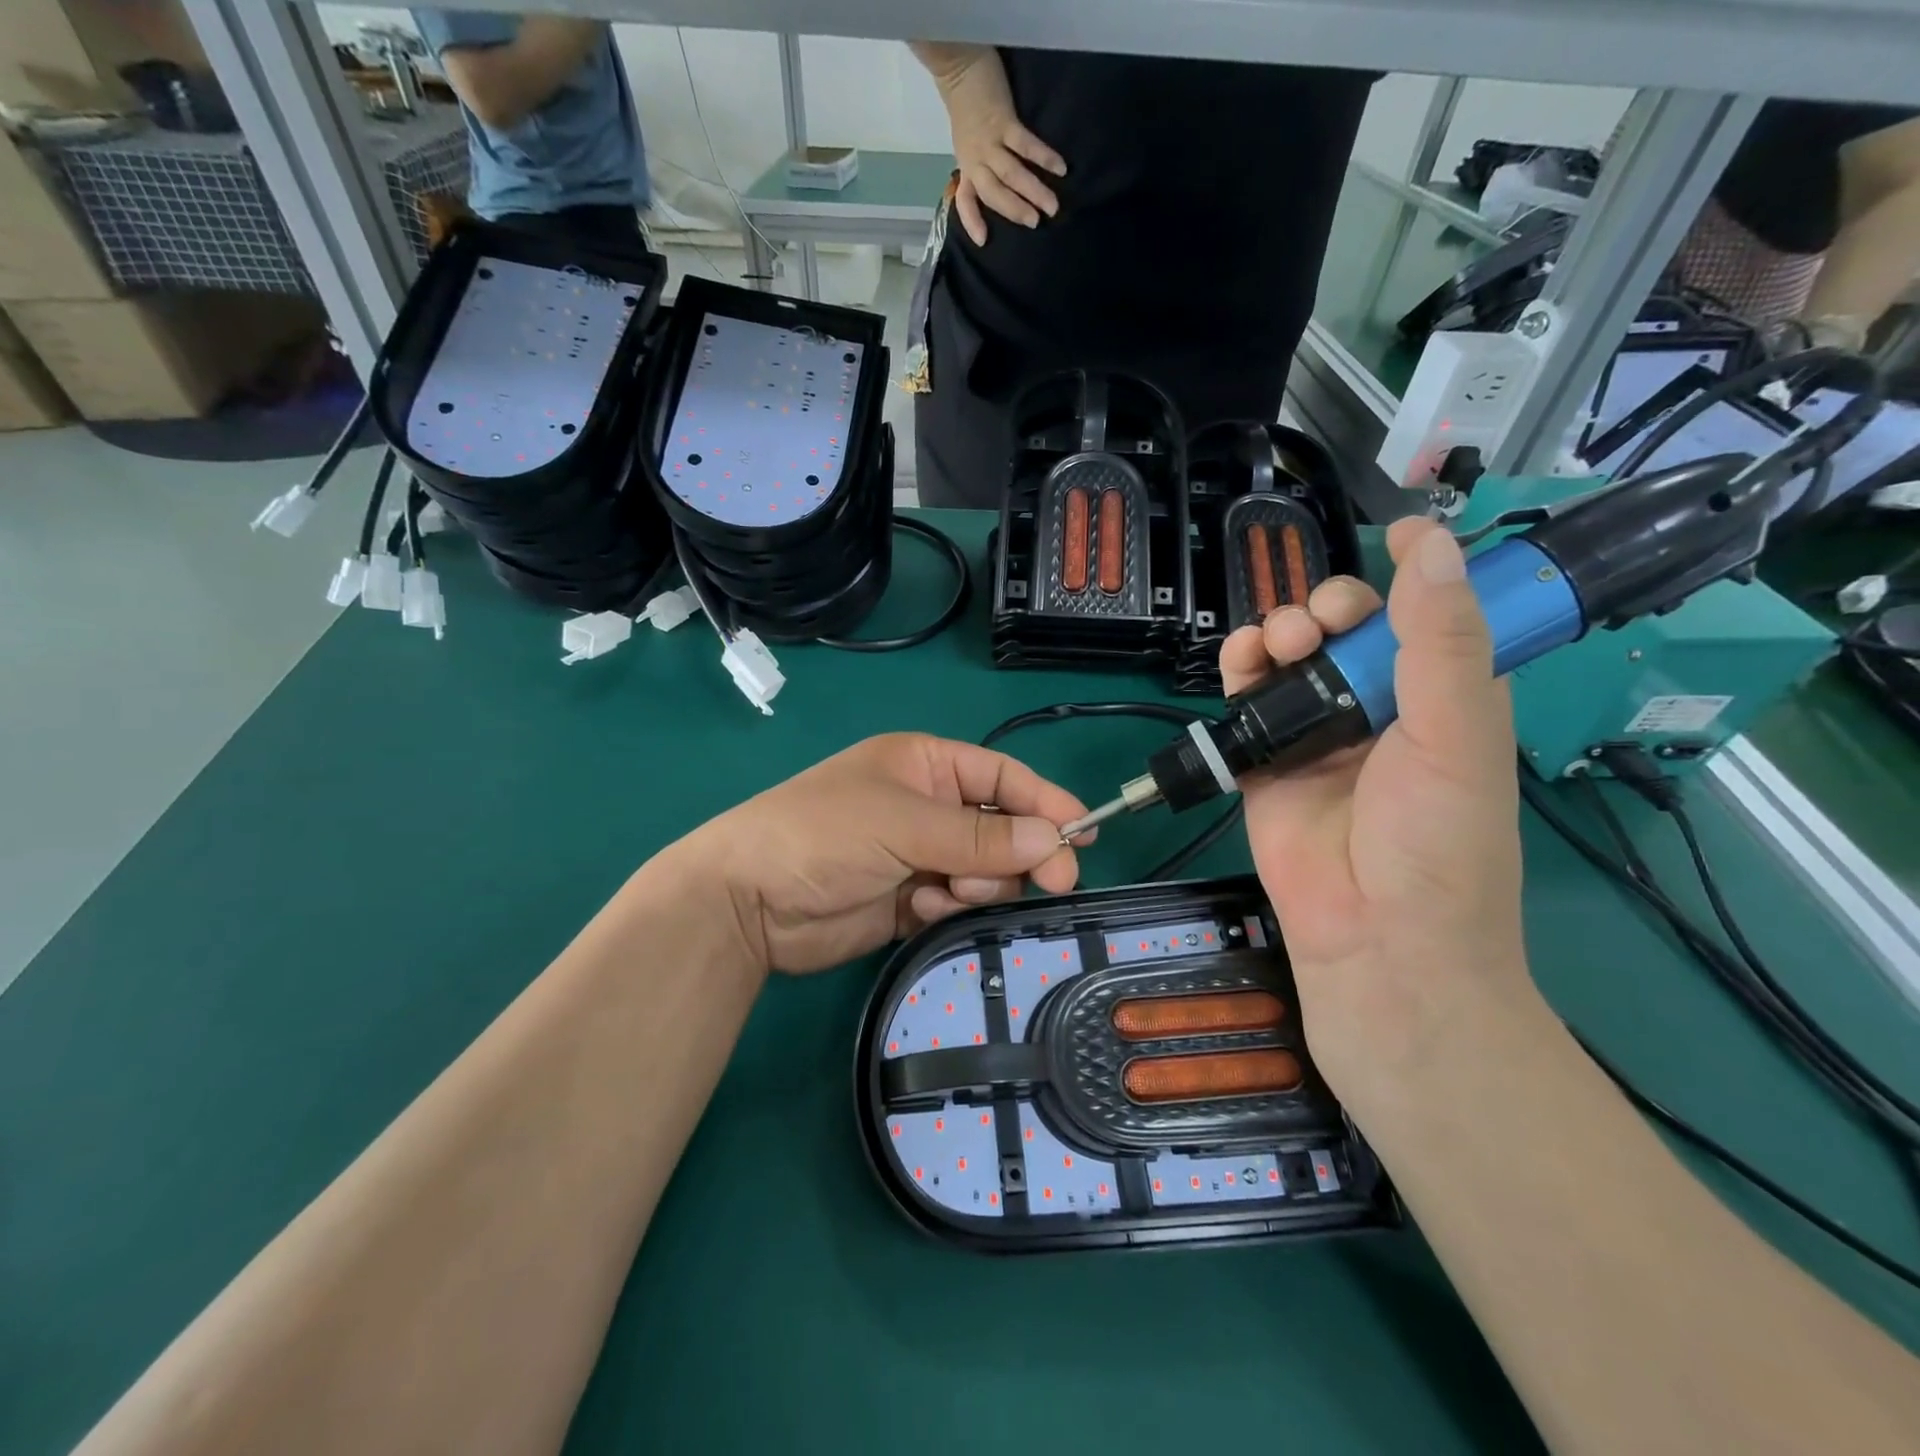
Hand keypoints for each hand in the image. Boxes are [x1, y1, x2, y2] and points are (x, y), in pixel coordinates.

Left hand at [681, 733, 1087, 974]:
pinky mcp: (911, 900)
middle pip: (1002, 827)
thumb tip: (1054, 840)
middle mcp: (928, 806)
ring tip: (947, 893)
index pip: (1001, 777)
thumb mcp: (904, 824)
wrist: (748, 903)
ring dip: (980, 883)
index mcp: (925, 765)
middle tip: (1051, 882)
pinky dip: (951, 908)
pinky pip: (958, 902)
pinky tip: (920, 910)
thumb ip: (980, 838)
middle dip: (1020, 853)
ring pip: (986, 870)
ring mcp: (919, 855)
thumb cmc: (824, 834)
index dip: (1044, 802)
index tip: (1083, 834)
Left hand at [924, 44, 1065, 245]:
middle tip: (1037, 223)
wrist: (959, 66)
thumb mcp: (966, 144)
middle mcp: (976, 160)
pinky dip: (1043, 157)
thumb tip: (998, 186)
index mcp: (967, 167)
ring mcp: (990, 142)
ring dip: (1033, 191)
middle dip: (1016, 210)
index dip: (972, 221)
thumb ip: (978, 166)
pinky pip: (1025, 144)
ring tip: (1052, 206)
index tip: (983, 240)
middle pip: (995, 193)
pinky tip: (1059, 168)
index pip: (966, 200)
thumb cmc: (966, 108)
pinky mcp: (1004, 121)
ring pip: (1012, 174)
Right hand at [1218, 520, 1536, 1094]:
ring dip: (1281, 631)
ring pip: (1293, 659)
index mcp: (1445, 697)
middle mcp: (1382, 709)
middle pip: (1349, 630)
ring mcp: (1320, 736)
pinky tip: (1240, 661)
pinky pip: (1249, 703)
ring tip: (1278, 641)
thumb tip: (1432, 542)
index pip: (1433, 616)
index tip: (1397, 533)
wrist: (1374, 940)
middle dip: (1330, 606)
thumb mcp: (1455, 733)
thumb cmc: (1436, 840)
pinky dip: (1240, 673)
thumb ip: (1441, 640)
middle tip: (1318, 619)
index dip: (1419, 573)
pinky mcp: (1267, 762)